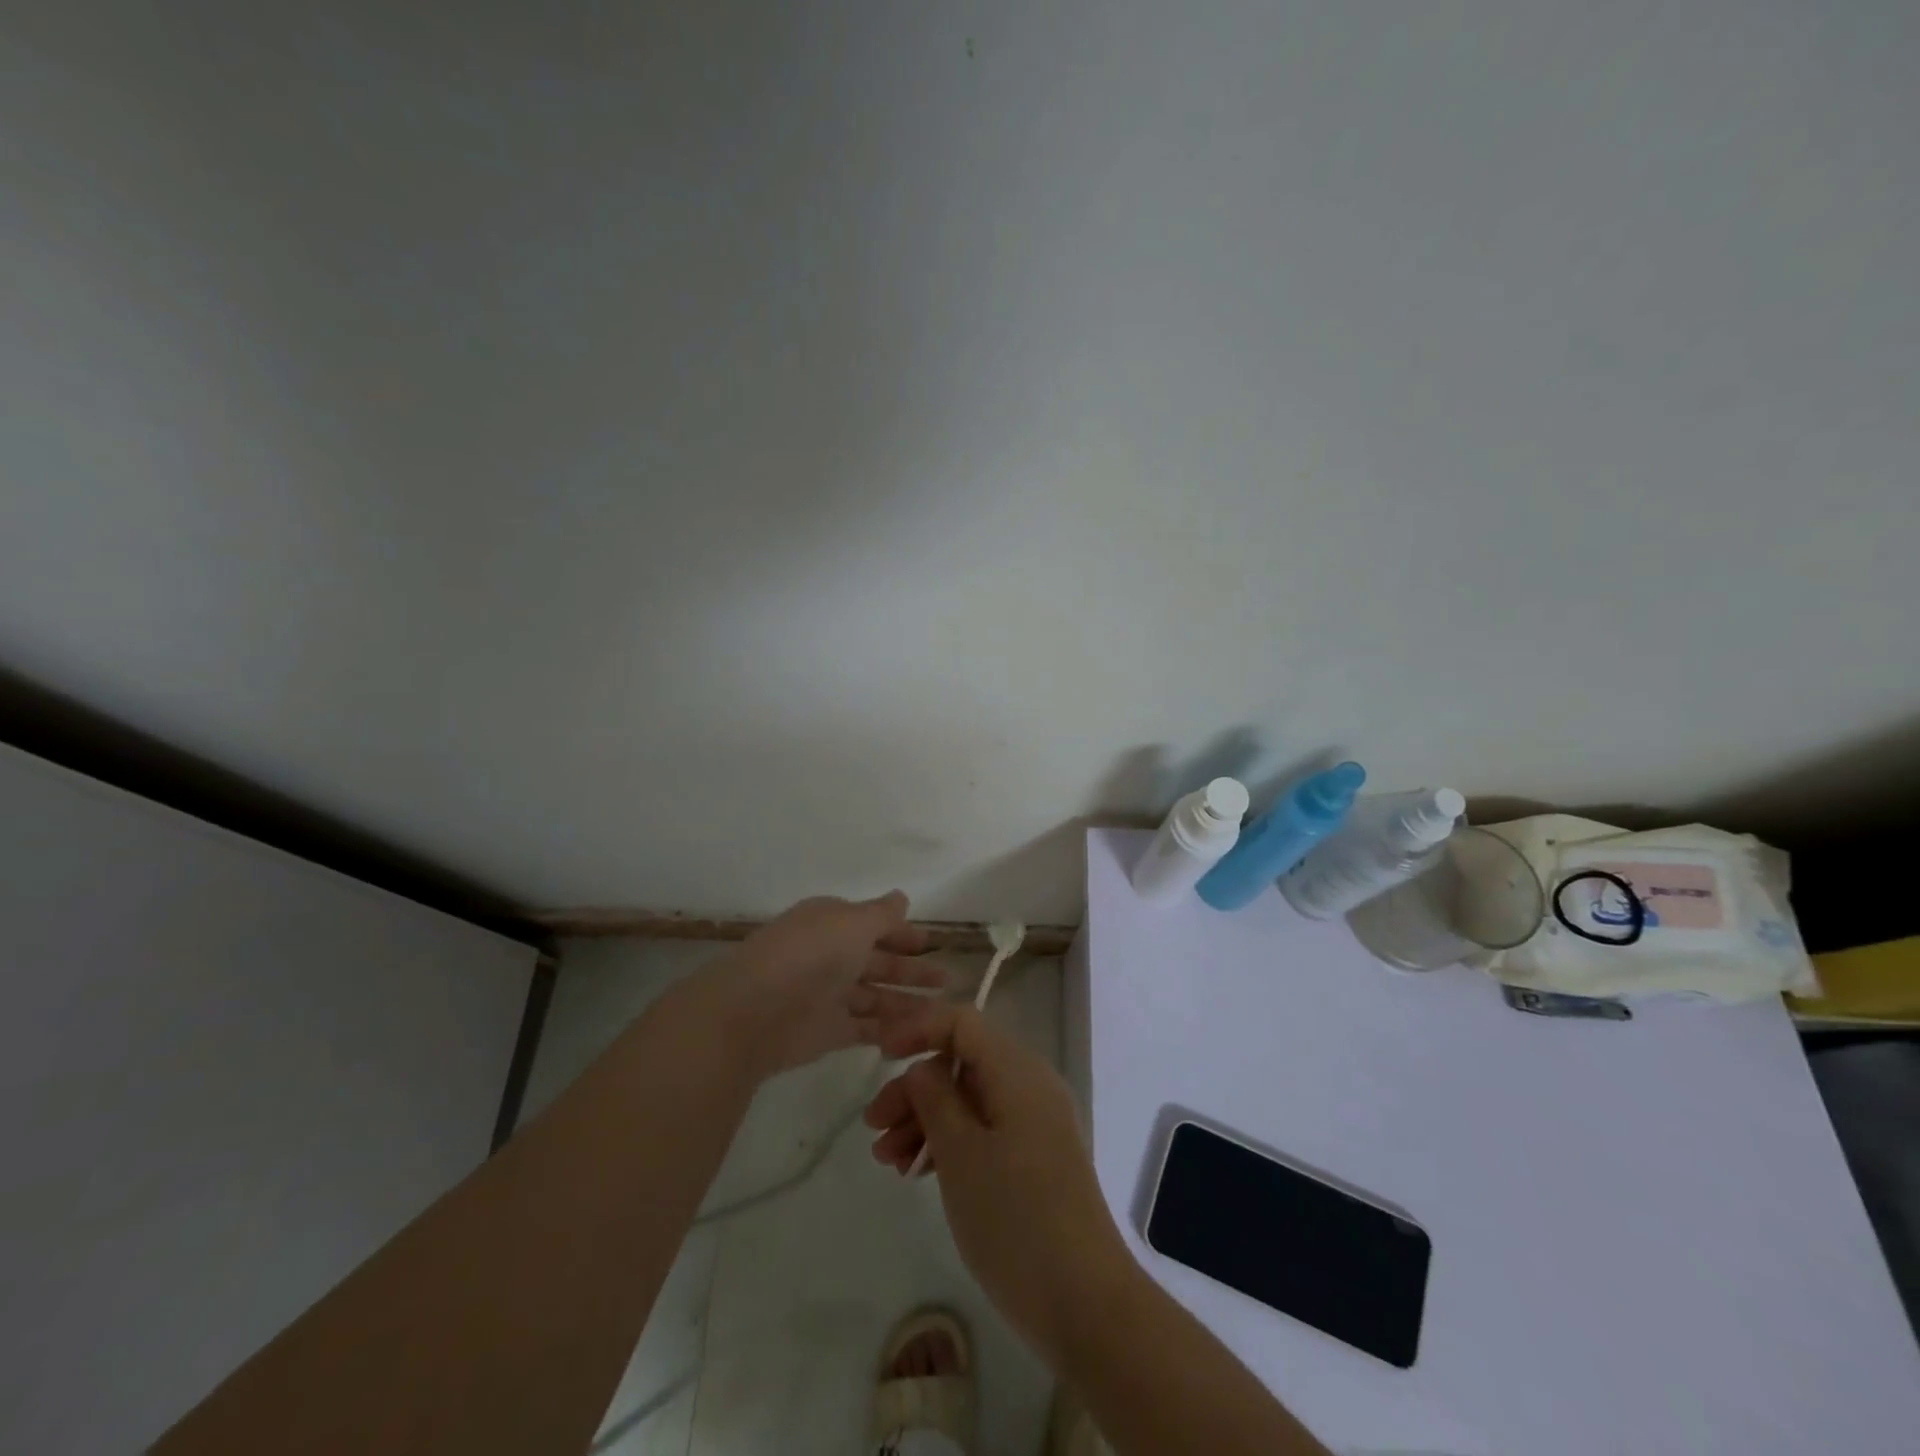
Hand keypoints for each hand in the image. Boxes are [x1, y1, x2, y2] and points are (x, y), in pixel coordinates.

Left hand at [704, 892, 939, 1080]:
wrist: (755, 1012)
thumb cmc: (810, 954)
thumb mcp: (853, 922)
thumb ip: (882, 914)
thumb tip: (902, 897)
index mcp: (832, 923)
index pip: (873, 925)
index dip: (902, 933)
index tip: (932, 941)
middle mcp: (830, 956)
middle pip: (877, 962)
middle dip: (910, 969)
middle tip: (947, 978)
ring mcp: (829, 996)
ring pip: (876, 996)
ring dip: (906, 1000)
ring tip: (942, 1009)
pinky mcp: (828, 1032)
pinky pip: (866, 1027)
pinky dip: (891, 1028)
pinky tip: (919, 1031)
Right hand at [863, 999, 1135, 1363]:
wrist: (1085, 1303)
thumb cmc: (1015, 1218)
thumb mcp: (961, 1153)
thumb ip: (935, 1098)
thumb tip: (923, 1068)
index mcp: (1017, 1070)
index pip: (962, 1021)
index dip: (918, 1027)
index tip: (878, 1054)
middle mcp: (1030, 1084)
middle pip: (962, 1062)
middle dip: (914, 1087)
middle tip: (874, 1126)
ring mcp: (1035, 1122)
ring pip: (969, 1099)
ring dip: (925, 1119)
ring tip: (888, 1160)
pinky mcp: (1035, 1157)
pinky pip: (984, 1129)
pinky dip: (950, 1142)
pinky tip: (917, 1171)